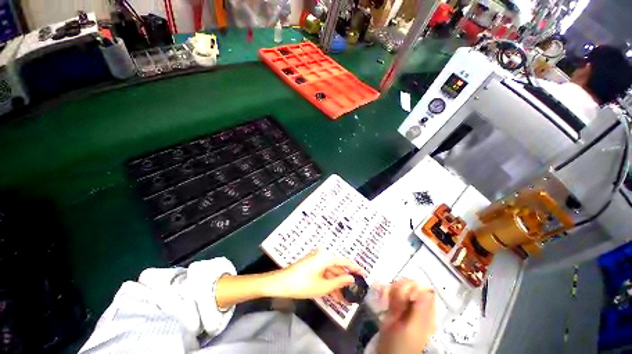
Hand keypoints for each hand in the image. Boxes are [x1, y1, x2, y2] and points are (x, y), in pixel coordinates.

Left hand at [266, 249, 365, 301]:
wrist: (280, 283)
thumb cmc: (302, 284)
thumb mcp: (323, 286)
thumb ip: (339, 281)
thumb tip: (352, 278)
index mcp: (326, 256)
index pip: (345, 261)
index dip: (355, 268)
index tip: (364, 275)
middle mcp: (322, 255)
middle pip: (337, 267)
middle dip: (345, 280)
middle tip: (354, 291)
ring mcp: (316, 260)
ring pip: (330, 272)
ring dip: (337, 284)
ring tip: (344, 299)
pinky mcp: (311, 266)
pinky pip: (324, 273)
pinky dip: (328, 283)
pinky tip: (334, 295)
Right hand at [376, 279, 435, 353]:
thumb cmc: (402, 345)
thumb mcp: (412, 329)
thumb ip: (420, 309)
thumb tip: (427, 289)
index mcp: (426, 312)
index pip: (423, 289)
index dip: (413, 288)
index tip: (404, 296)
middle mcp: (416, 306)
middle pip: (409, 285)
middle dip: (399, 290)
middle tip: (395, 304)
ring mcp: (404, 305)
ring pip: (398, 286)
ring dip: (390, 291)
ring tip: (386, 304)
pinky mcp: (394, 305)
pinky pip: (389, 291)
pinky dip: (384, 292)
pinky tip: (382, 301)